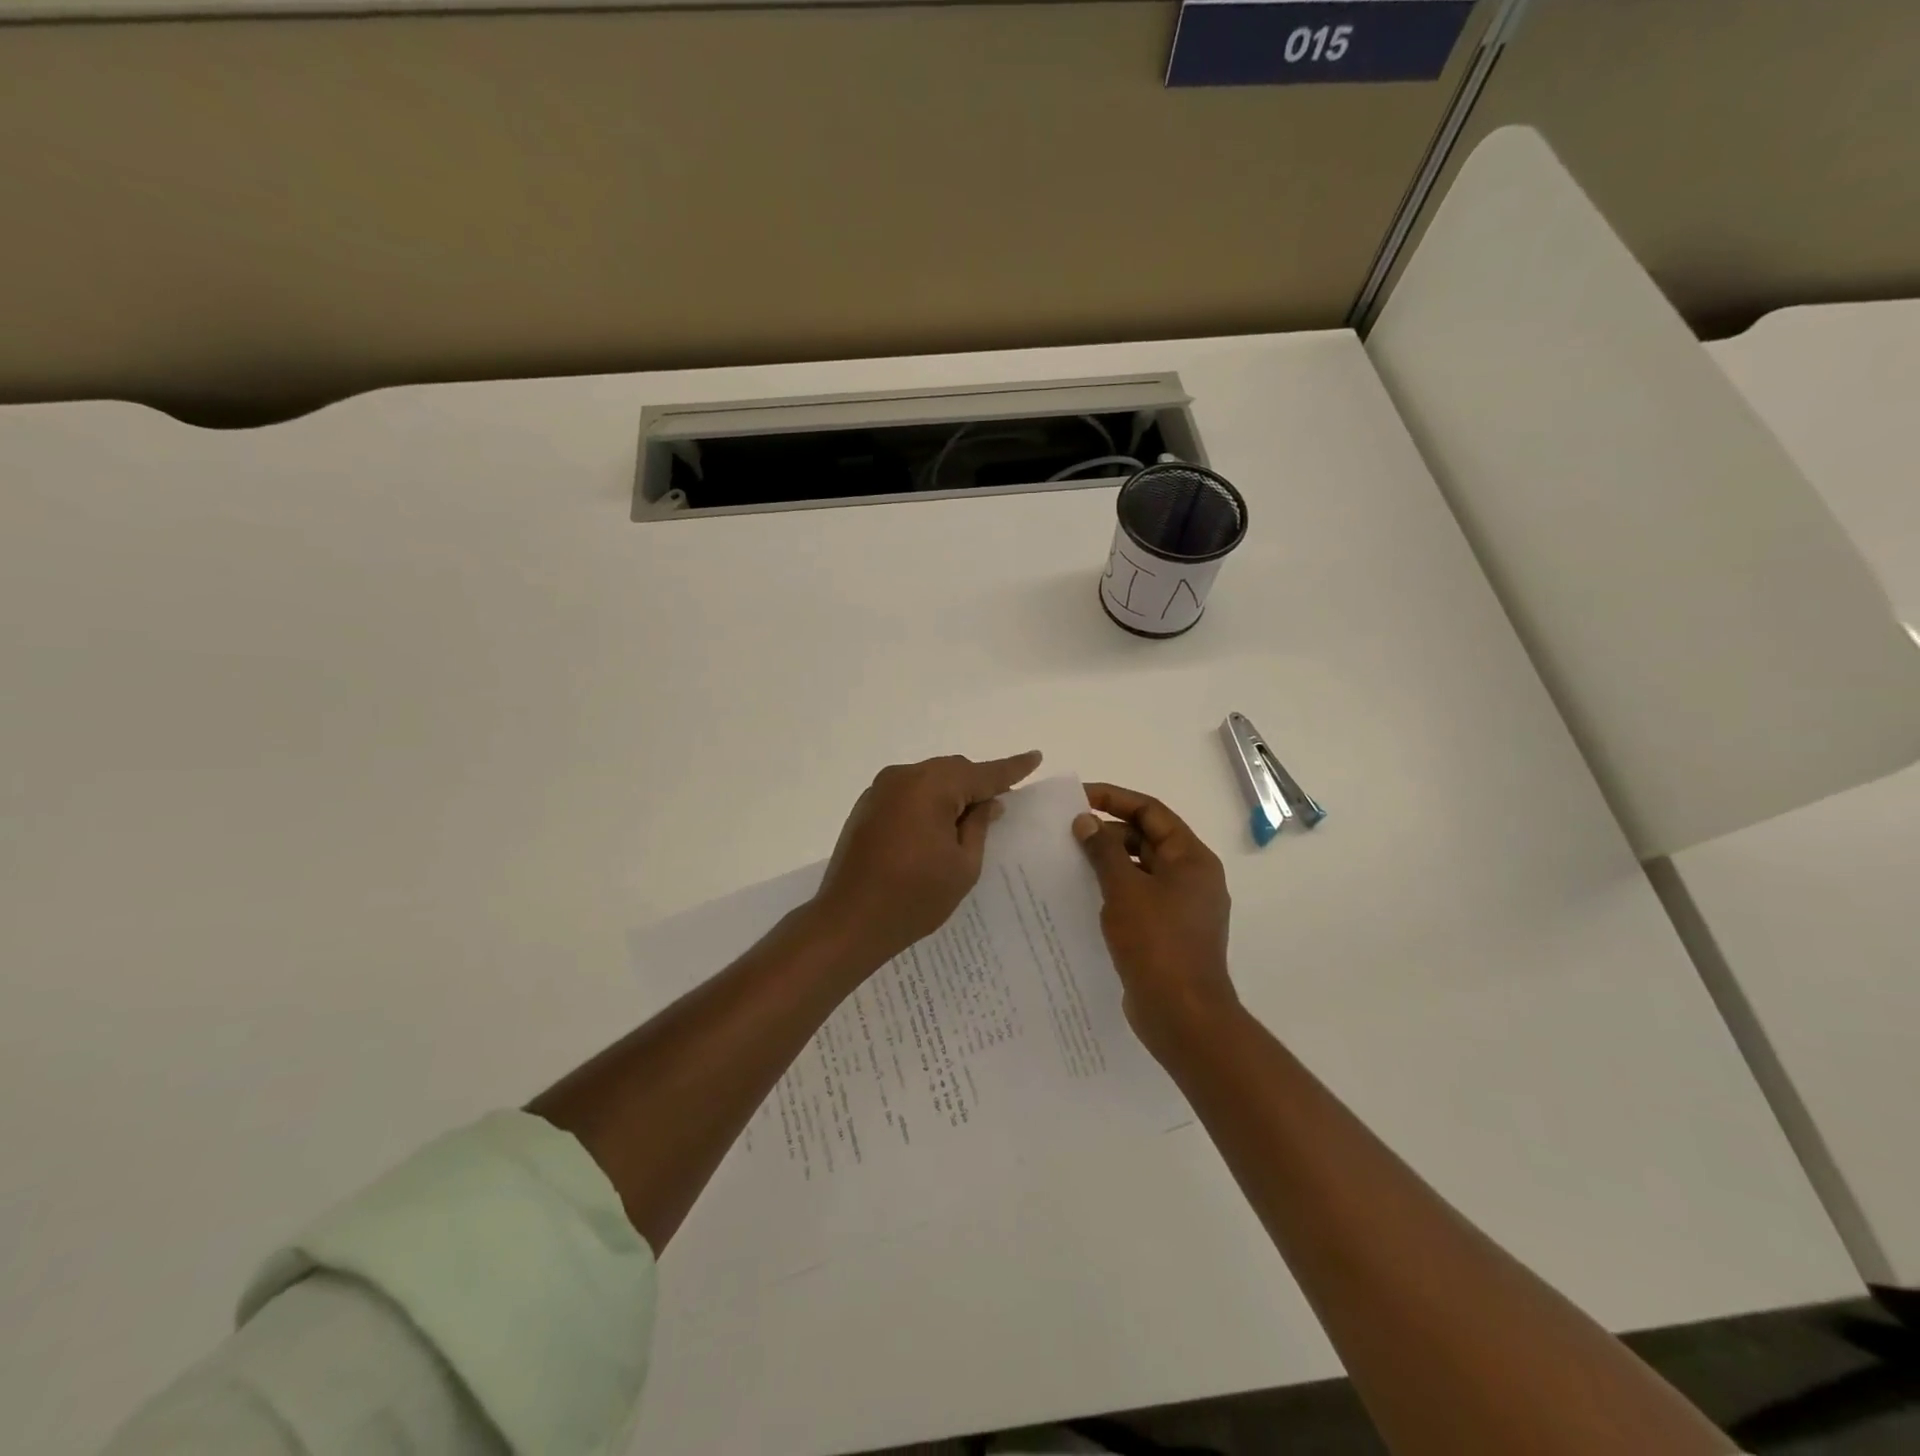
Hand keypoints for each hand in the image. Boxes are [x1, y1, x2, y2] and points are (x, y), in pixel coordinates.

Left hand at [812, 751, 1043, 967]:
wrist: (849, 921)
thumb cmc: (914, 897)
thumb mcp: (963, 865)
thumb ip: (979, 825)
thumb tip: (988, 801)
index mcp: (930, 787)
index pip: (982, 773)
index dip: (1011, 769)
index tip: (1035, 757)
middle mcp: (903, 777)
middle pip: (952, 771)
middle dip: (978, 784)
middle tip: (1002, 804)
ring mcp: (879, 790)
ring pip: (929, 779)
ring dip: (952, 793)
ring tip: (971, 819)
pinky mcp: (866, 807)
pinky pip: (908, 793)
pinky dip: (928, 802)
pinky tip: (937, 826)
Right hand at [1073, 783, 1239, 1058]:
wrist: (1182, 1015)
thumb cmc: (1156, 943)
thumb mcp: (1124, 889)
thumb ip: (1103, 850)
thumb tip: (1085, 820)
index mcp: (1192, 858)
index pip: (1152, 811)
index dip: (1115, 798)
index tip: (1078, 798)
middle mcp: (1192, 877)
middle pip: (1148, 838)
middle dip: (1109, 832)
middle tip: (1068, 834)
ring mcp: (1182, 907)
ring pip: (1142, 869)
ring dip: (1109, 862)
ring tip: (1070, 862)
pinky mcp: (1169, 932)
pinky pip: (1139, 897)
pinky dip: (1115, 890)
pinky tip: (1084, 896)